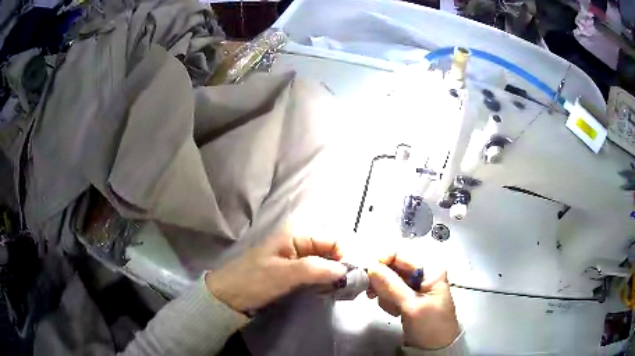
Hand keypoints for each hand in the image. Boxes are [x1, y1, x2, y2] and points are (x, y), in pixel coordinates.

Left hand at [205, 233, 346, 312]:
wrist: (227, 296)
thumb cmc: (253, 281)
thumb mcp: (284, 274)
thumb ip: (316, 269)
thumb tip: (345, 270)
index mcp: (295, 236)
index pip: (331, 240)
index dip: (342, 256)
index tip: (348, 277)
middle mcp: (297, 243)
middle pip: (329, 252)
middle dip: (338, 268)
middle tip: (343, 288)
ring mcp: (294, 259)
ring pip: (323, 264)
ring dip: (331, 277)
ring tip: (334, 292)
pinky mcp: (291, 272)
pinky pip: (314, 274)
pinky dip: (321, 282)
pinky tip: (324, 292)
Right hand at [367, 252, 459, 349]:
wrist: (435, 347)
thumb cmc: (430, 325)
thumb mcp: (412, 306)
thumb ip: (392, 285)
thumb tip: (372, 266)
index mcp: (430, 270)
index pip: (401, 256)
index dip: (383, 261)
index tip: (369, 273)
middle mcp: (422, 274)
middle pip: (393, 269)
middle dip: (384, 284)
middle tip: (374, 296)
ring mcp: (415, 287)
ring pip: (389, 282)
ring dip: (385, 295)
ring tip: (393, 309)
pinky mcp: (408, 298)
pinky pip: (391, 293)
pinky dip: (388, 302)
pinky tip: (395, 312)